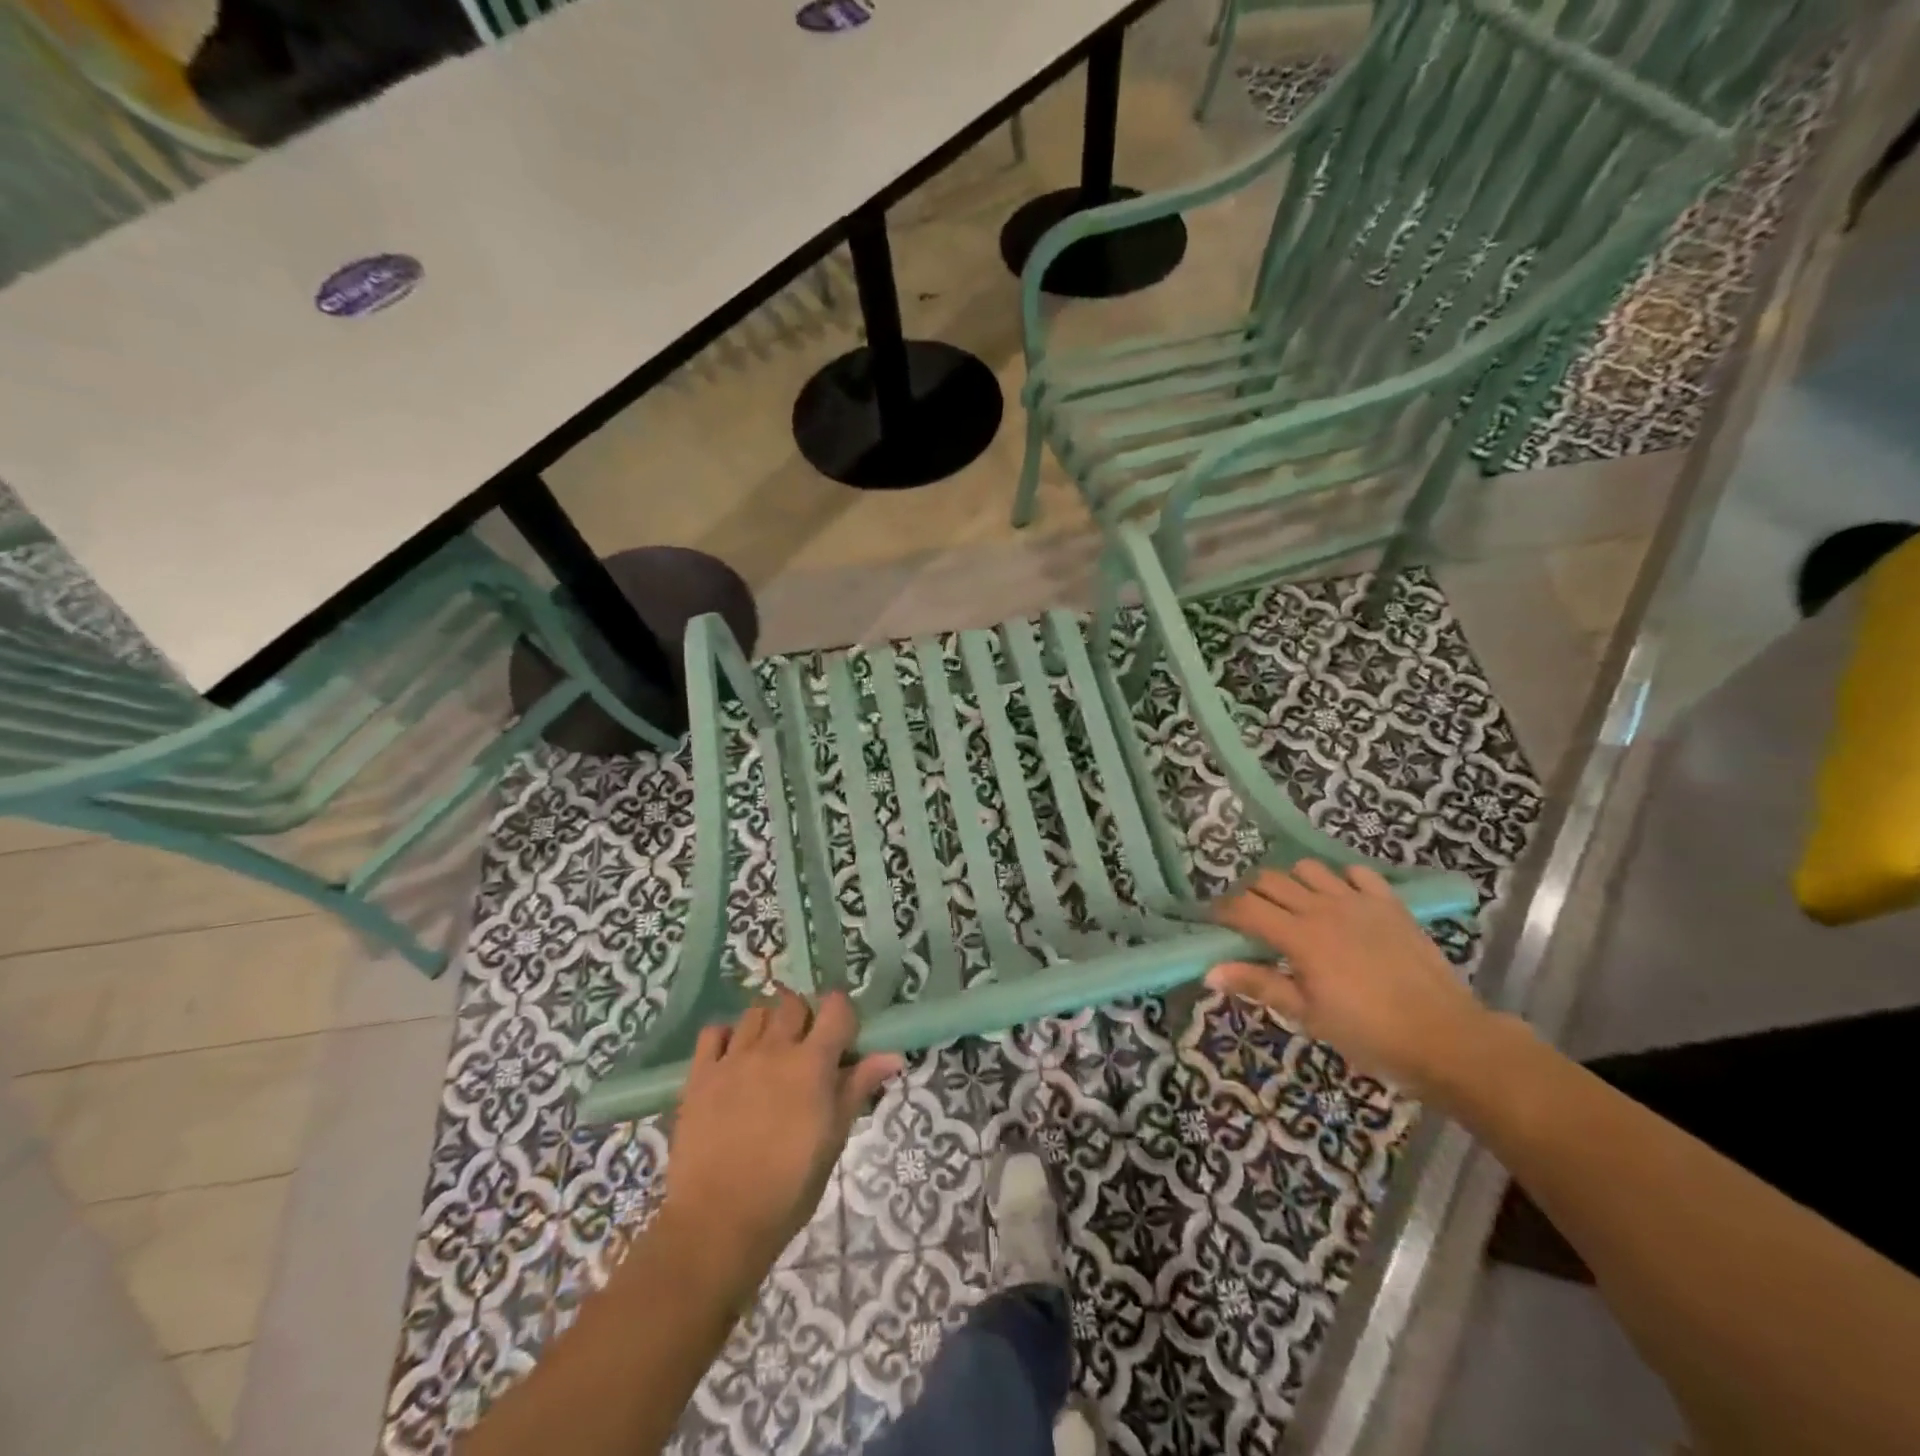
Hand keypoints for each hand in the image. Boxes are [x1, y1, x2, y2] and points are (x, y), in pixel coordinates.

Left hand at [656, 989, 901, 1295]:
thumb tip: (892, 1056)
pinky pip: (714, 1032)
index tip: (844, 1038)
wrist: (718, 1223)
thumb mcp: (833, 1140)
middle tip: (807, 1049)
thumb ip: (857, 1089)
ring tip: (770, 1052)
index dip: (843, 1015)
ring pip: (755, 1012)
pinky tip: (733, 1058)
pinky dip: (727, 1036)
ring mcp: (733, 1059)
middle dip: (805, 1018)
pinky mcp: (700, 1075)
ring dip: (768, 1023)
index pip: (836, 1009)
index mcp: (812, 1064)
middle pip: (794, 1004)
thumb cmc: (787, 1189)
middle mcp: (774, 1049)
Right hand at [1208, 861, 1500, 1098]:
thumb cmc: (1369, 1034)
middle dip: (1251, 894)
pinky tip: (1340, 902)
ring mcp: (1358, 901)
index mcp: (1299, 937)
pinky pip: (1356, 872)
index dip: (1222, 911)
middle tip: (1250, 920)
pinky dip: (1339, 880)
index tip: (1213, 922)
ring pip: (1308, 869)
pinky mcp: (1389, 902)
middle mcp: (1323, 907)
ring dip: (1292, 883)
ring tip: (1294, 908)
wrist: (1446, 1038)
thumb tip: (1210, 972)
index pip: (1245, 908)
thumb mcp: (1308, 1016)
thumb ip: (1259, 985)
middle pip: (1269, 880)